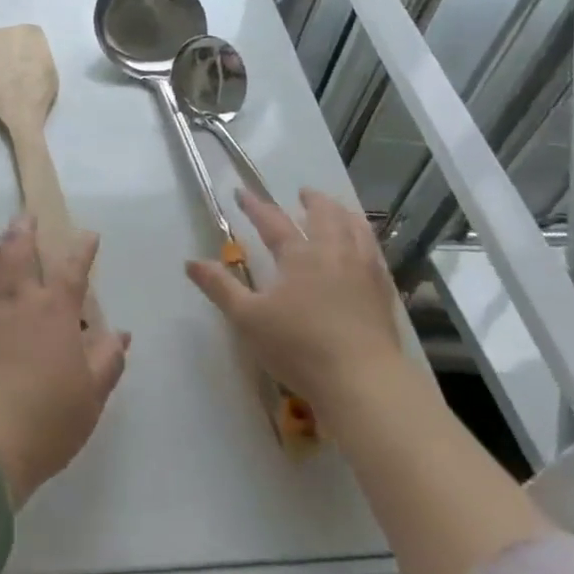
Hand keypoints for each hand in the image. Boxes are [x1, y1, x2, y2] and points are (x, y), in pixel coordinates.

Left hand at [0, 216, 130, 506]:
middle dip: (26, 229)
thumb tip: (121, 333)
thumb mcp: (90, 396)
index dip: (82, 248)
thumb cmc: (44, 419)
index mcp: (55, 309)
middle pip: (19, 249)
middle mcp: (18, 297)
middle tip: (27, 216)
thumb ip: (108, 360)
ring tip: (2, 237)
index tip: (88, 234)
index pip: (73, 268)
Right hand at [186, 188, 407, 427]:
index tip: (242, 192)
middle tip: (304, 193)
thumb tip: (190, 262)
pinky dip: (366, 239)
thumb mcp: (248, 319)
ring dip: (343, 213)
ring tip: (338, 210)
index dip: (255, 206)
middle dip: (313, 200)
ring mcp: (362, 270)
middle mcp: (333, 252)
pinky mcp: (382, 292)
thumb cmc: (299, 347)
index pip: (272, 221)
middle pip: (324, 215)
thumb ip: (221, 288)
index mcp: (298, 255)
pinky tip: (365, 248)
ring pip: (355, 228)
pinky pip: (375, 252)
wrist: (363, 381)